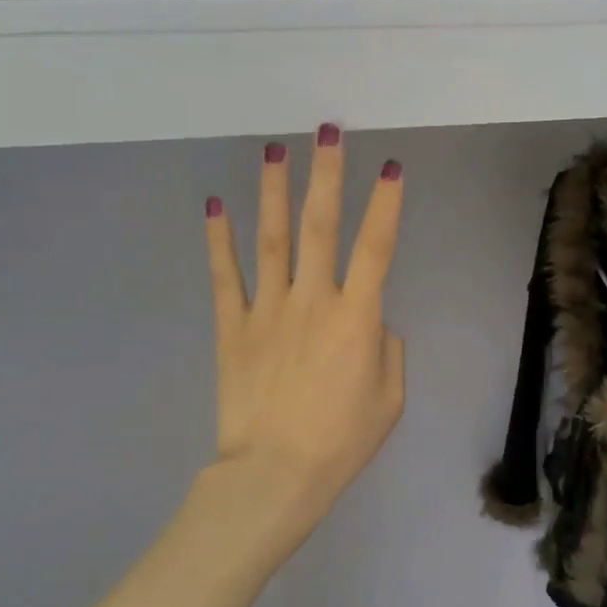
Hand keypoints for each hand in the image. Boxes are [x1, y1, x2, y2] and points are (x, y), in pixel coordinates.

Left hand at [203, 126, 406, 557]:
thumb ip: (387, 349)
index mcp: (357, 318)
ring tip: (274, 150)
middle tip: (327, 130)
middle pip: (321, 227)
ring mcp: (267, 310)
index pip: (376, 247)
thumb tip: (370, 322)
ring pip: (273, 240)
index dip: (386, 205)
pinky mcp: (233, 328)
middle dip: (327, 175)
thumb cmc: (341, 442)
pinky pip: (225, 277)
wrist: (274, 476)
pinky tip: (214, 205)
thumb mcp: (390, 399)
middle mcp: (312, 300)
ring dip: (275, 192)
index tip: (391, 167)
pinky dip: (218, 240)